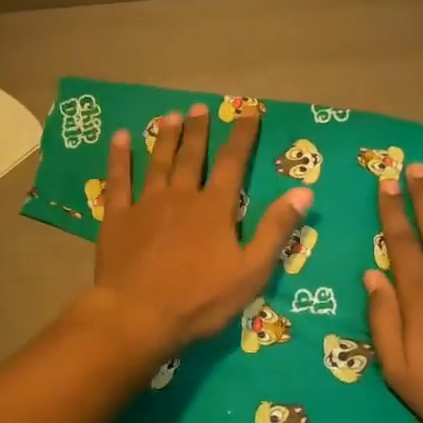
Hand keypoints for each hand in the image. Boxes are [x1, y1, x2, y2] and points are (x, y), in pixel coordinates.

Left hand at [90, 104, 310, 355]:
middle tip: (200, 107)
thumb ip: (276, 229)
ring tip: (170, 116)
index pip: (233, 163)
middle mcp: (181, 196)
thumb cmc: (199, 299)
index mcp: (215, 208)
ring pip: (157, 162)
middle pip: (191, 156)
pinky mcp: (118, 218)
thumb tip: (304, 191)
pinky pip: (118, 180)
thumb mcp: (251, 271)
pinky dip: (119, 158)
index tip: (249, 112)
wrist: (138, 315)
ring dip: (165, 137)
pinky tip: (120, 138)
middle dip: (198, 131)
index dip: (242, 136)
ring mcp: (146, 204)